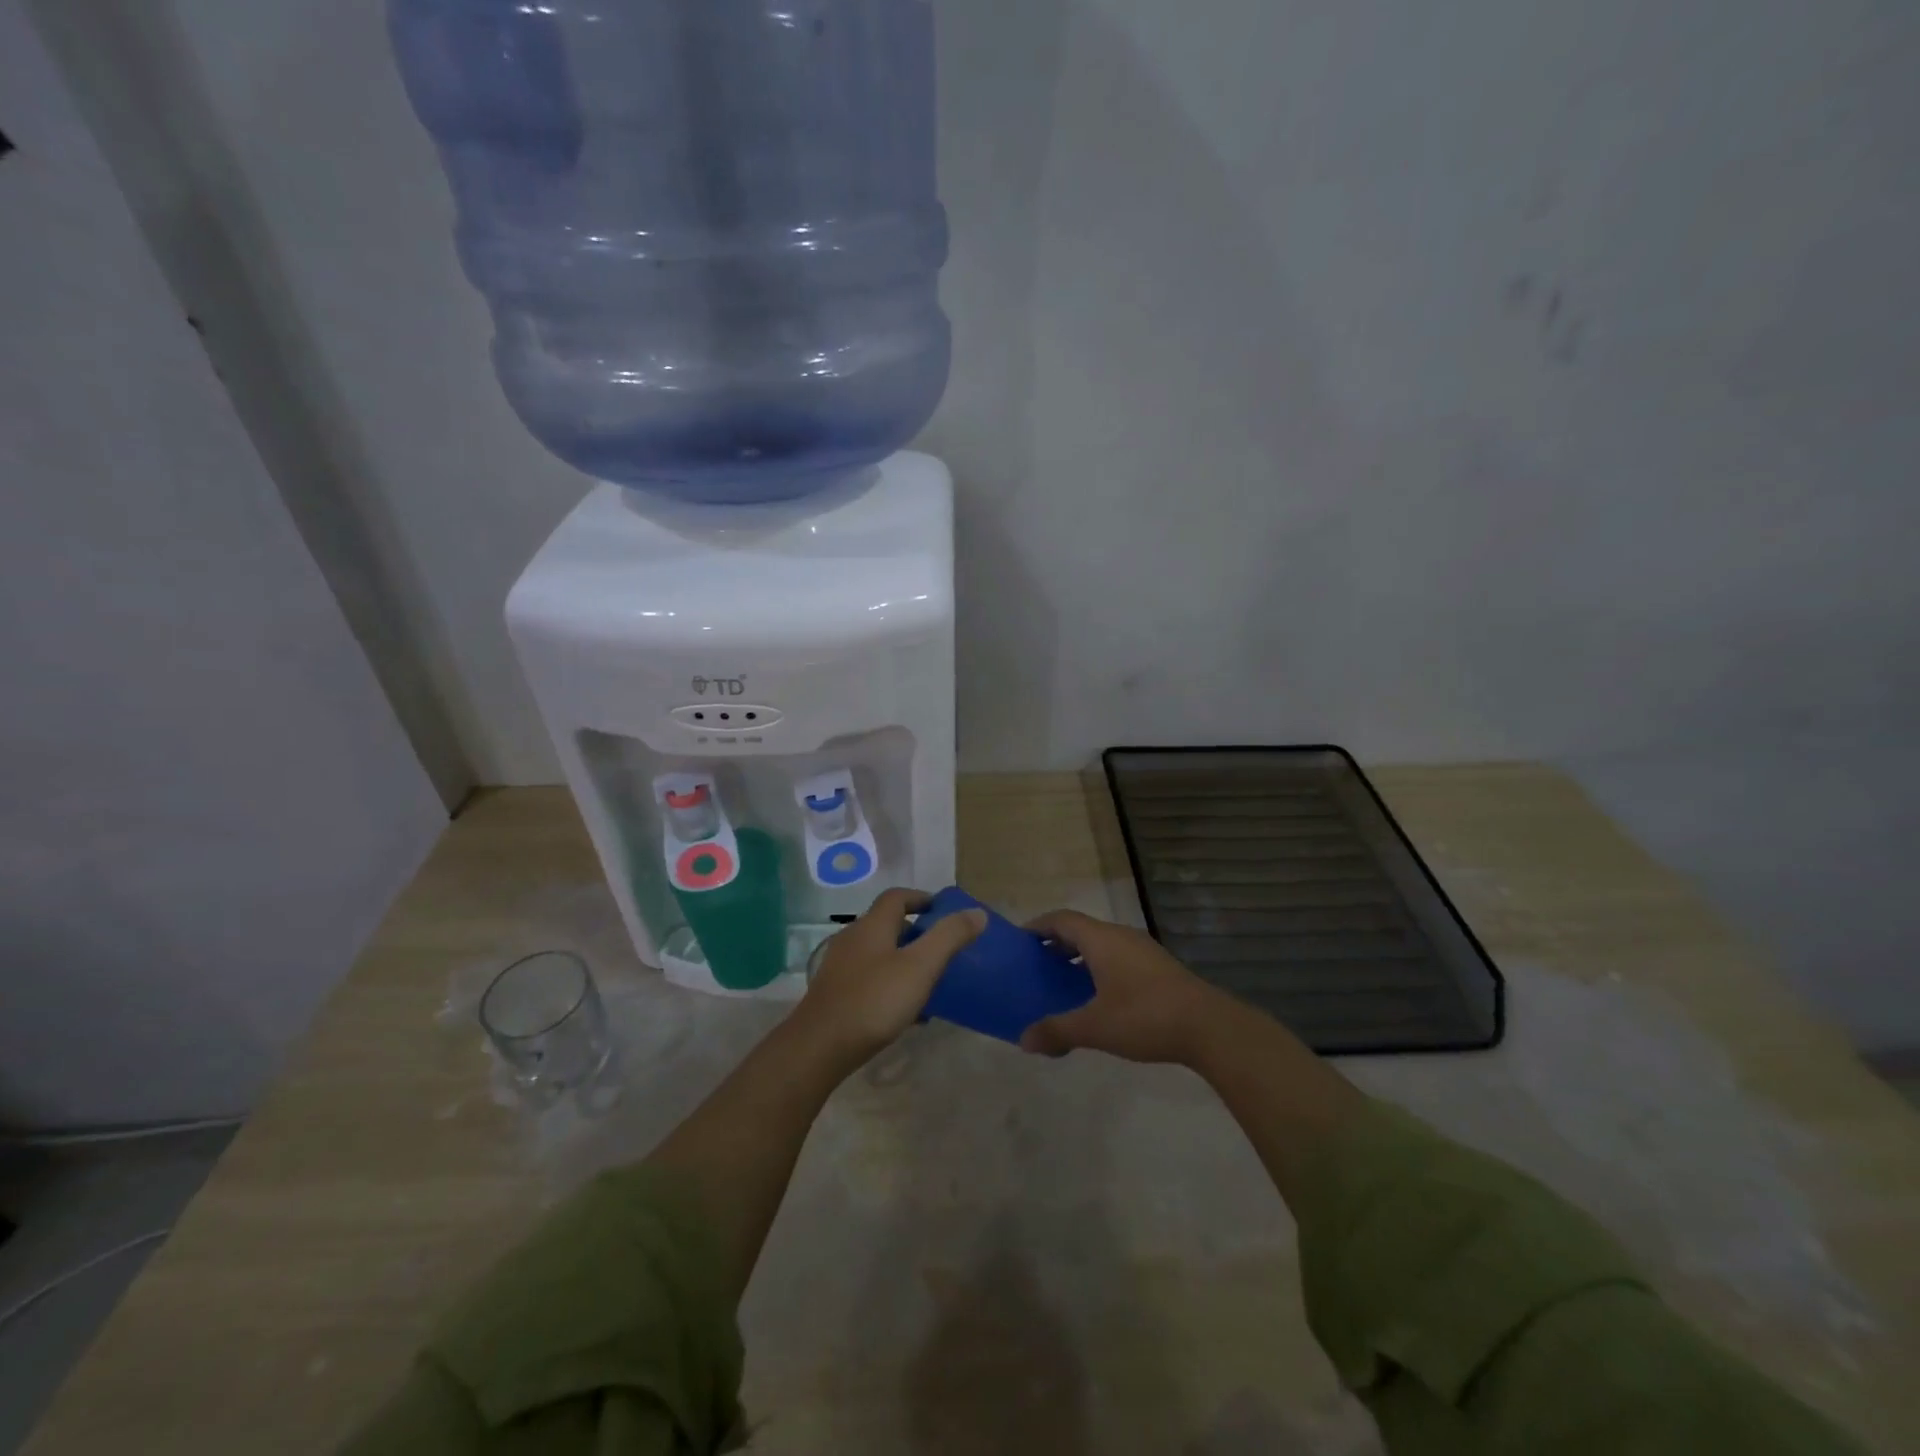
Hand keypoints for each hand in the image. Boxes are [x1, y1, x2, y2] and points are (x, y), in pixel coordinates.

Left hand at [797, 888, 986, 1064]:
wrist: (819, 1047)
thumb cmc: (874, 1000)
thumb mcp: (920, 967)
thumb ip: (949, 937)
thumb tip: (977, 912)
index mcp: (872, 925)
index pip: (897, 897)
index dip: (922, 898)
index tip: (944, 911)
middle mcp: (853, 939)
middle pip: (888, 925)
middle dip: (916, 933)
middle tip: (943, 949)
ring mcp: (841, 967)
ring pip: (879, 954)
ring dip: (904, 961)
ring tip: (930, 982)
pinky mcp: (835, 994)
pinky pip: (870, 979)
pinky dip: (891, 984)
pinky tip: (906, 1012)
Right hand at [1019, 910, 1223, 1064]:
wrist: (1208, 1027)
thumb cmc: (1144, 1017)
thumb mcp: (1094, 1027)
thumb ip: (1057, 1031)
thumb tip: (1023, 1040)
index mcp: (1101, 940)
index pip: (1061, 919)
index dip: (1038, 926)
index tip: (1019, 940)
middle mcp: (1121, 936)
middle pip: (1081, 930)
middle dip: (1056, 944)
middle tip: (1036, 965)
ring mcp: (1143, 950)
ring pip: (1102, 944)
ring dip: (1079, 957)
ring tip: (1062, 983)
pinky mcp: (1158, 967)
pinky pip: (1118, 957)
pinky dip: (1099, 968)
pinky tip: (1098, 998)